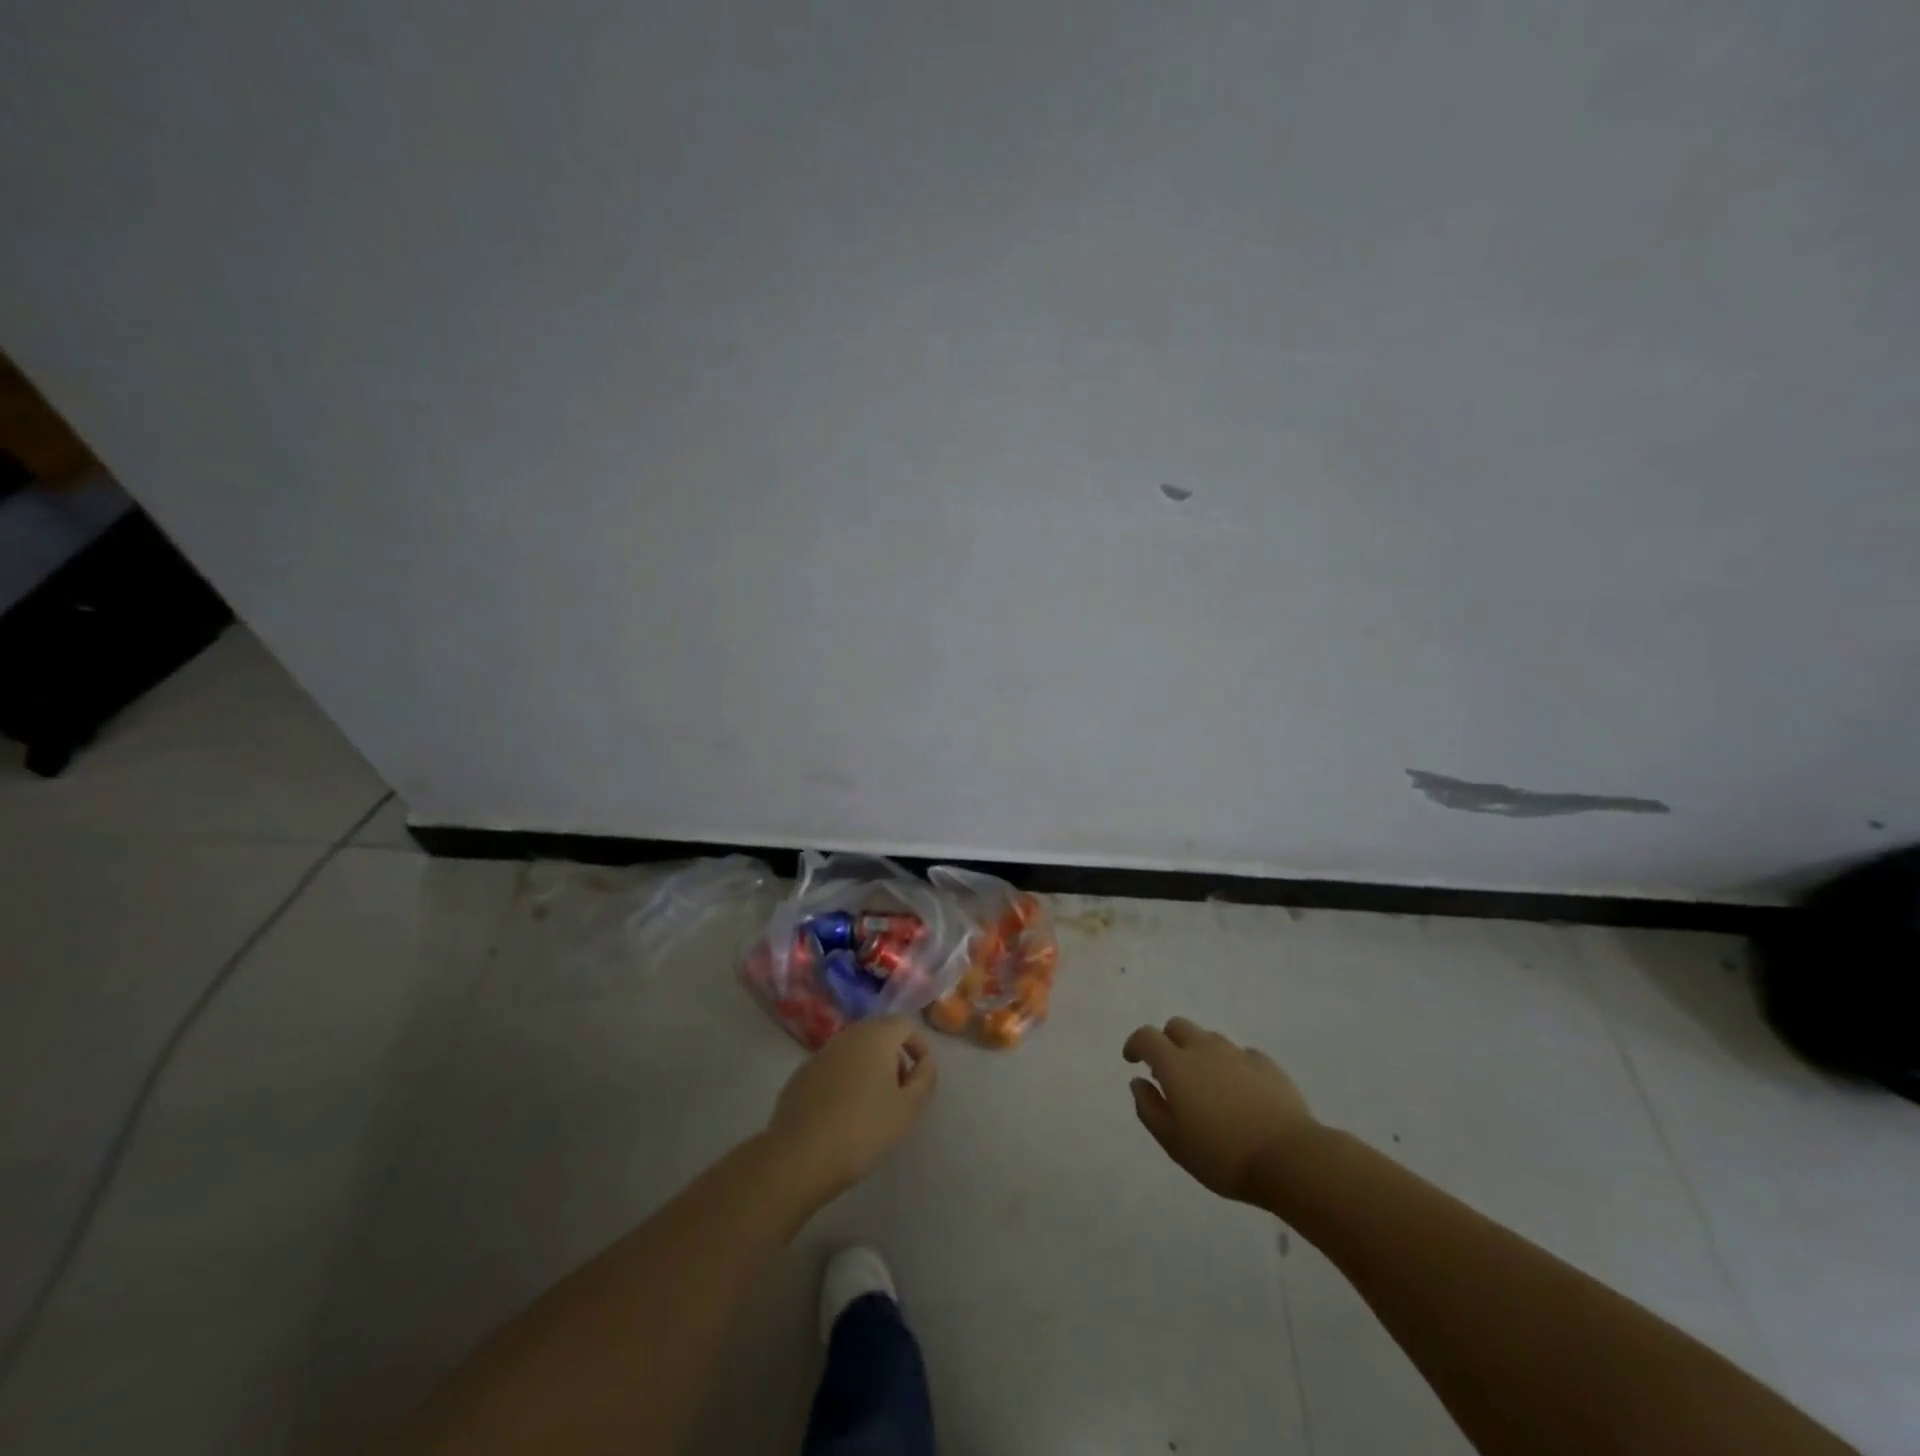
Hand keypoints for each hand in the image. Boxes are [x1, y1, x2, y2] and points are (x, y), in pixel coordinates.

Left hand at [767, 1017, 937, 1198]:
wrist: (800, 1156)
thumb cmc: (863, 1129)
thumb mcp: (909, 1109)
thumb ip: (925, 1079)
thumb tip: (925, 1062)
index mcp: (875, 1036)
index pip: (905, 1024)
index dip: (918, 1046)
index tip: (920, 1077)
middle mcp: (847, 1036)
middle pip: (878, 1034)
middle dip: (893, 1058)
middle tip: (899, 1092)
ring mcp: (819, 1054)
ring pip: (853, 1051)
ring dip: (869, 1069)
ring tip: (872, 1107)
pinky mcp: (800, 1075)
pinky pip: (832, 1069)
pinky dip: (844, 1081)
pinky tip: (842, 1115)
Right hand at [1123, 1016, 1317, 1203]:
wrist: (1290, 1158)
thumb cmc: (1223, 1156)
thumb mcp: (1174, 1143)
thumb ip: (1149, 1109)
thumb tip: (1138, 1082)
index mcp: (1176, 1065)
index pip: (1147, 1037)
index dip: (1135, 1044)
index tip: (1132, 1060)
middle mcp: (1205, 1049)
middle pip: (1178, 1027)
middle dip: (1167, 1042)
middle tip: (1169, 1072)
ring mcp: (1238, 1054)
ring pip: (1209, 1038)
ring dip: (1199, 1052)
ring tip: (1206, 1085)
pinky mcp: (1267, 1064)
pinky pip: (1240, 1054)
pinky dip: (1231, 1065)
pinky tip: (1239, 1091)